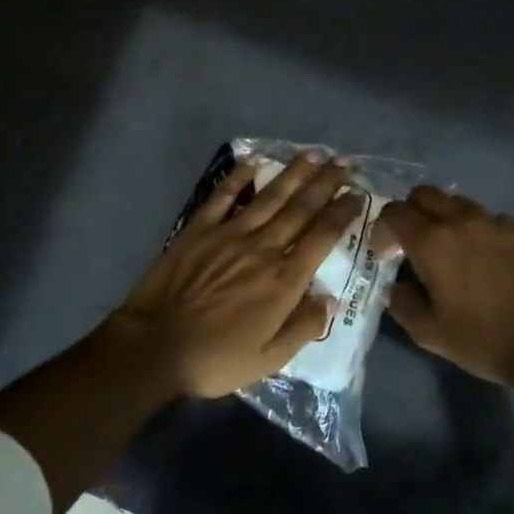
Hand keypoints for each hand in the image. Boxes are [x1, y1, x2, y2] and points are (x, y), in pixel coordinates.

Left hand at [109, 153, 365, 397]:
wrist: (155, 347)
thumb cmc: (216, 359)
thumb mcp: (269, 359)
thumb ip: (303, 328)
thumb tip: (329, 299)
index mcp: (284, 280)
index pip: (322, 237)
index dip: (342, 213)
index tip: (357, 194)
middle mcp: (263, 248)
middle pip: (301, 209)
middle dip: (325, 184)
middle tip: (343, 163)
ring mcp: (229, 234)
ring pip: (269, 197)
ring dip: (292, 174)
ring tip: (312, 154)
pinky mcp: (198, 230)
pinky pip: (222, 197)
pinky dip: (238, 178)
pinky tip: (252, 162)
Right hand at [373, 187, 513, 388]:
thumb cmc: (483, 340)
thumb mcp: (430, 334)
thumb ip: (403, 305)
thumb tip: (395, 287)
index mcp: (432, 242)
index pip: (394, 214)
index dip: (381, 230)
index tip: (383, 255)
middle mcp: (461, 222)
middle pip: (424, 195)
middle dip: (409, 213)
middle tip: (409, 244)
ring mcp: (495, 223)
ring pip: (456, 201)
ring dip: (441, 216)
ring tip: (445, 248)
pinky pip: (488, 216)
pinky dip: (474, 226)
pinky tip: (481, 255)